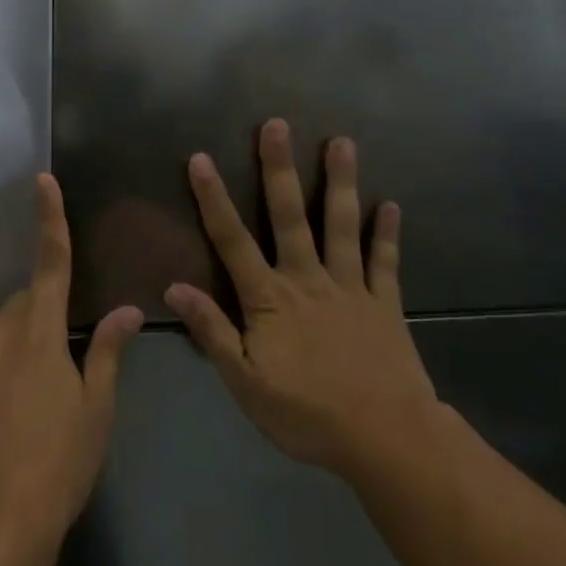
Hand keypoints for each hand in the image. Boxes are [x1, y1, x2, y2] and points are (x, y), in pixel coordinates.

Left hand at [0, 175, 143, 564]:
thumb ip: (109, 351)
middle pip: (29, 299)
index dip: (50, 220)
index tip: (44, 180)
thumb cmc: (59, 460)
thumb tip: (127, 310)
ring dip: (34, 338)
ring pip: (12, 328)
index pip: (50, 263)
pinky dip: (17, 363)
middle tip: (77, 350)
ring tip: (57, 389)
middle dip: (51, 305)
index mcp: (39, 332)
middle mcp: (2, 335)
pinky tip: (30, 408)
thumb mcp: (96, 407)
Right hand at [166, 119, 441, 477]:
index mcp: (270, 299)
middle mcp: (308, 280)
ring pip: (342, 226)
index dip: (214, 199)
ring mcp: (350, 288)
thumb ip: (212, 331)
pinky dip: (387, 233)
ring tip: (342, 142)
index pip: (233, 241)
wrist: (387, 439)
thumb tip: (174, 287)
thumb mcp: (245, 382)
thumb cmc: (307, 414)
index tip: (201, 158)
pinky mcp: (385, 304)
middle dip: (279, 170)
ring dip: (341, 183)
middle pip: (290, 217)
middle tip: (277, 125)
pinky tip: (391, 205)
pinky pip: (385, 263)